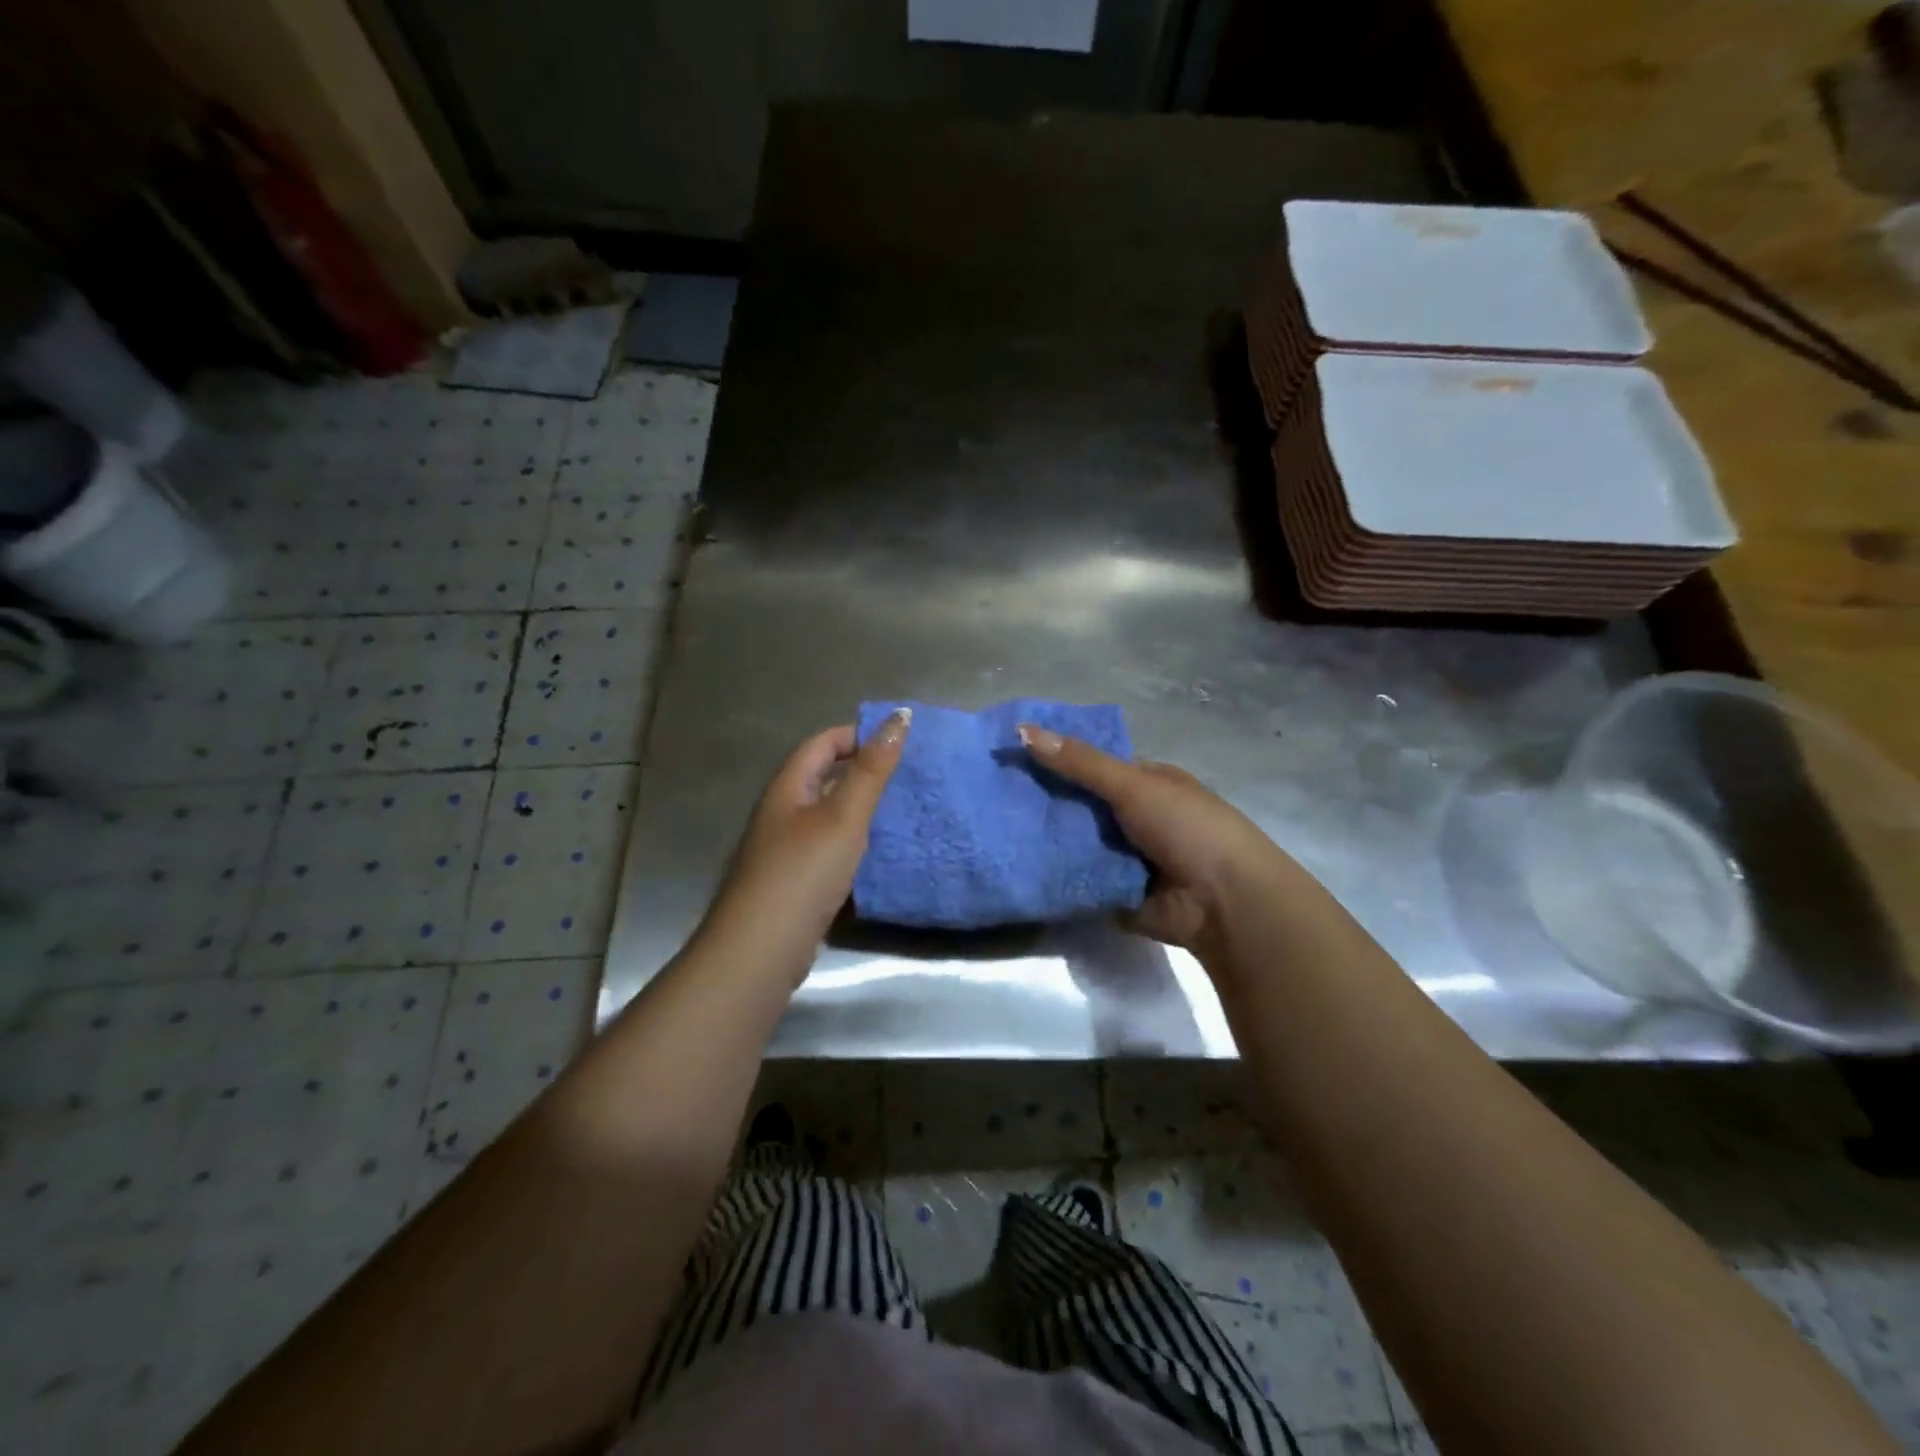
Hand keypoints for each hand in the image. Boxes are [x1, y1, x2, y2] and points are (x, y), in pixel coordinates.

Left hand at [705, 713, 911, 971]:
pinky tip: (884, 855)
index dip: (859, 735)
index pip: (823, 743)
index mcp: (789, 787)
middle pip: (827, 778)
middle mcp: (784, 812)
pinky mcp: (797, 881)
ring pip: (831, 816)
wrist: (762, 949)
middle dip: (867, 773)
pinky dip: (858, 845)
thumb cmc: (803, 872)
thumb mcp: (844, 815)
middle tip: (912, 777)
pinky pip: (832, 849)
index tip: (901, 744)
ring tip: (907, 811)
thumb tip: (899, 716)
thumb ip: (872, 769)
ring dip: (865, 811)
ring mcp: (788, 849)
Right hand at [1019, 723, 1282, 957]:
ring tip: (993, 831)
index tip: (1012, 756)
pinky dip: (1057, 876)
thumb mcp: (1133, 785)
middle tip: (994, 796)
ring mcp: (1126, 857)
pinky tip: (1016, 867)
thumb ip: (1080, 762)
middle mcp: (1136, 817)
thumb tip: (1022, 729)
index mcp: (1147, 783)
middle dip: (1045, 803)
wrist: (1224, 902)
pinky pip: (1079, 880)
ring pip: (1077, 843)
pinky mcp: (1116, 892)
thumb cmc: (1187, 828)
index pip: (1093, 765)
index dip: (1057, 759)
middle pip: (1081, 805)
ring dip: (1047, 841)